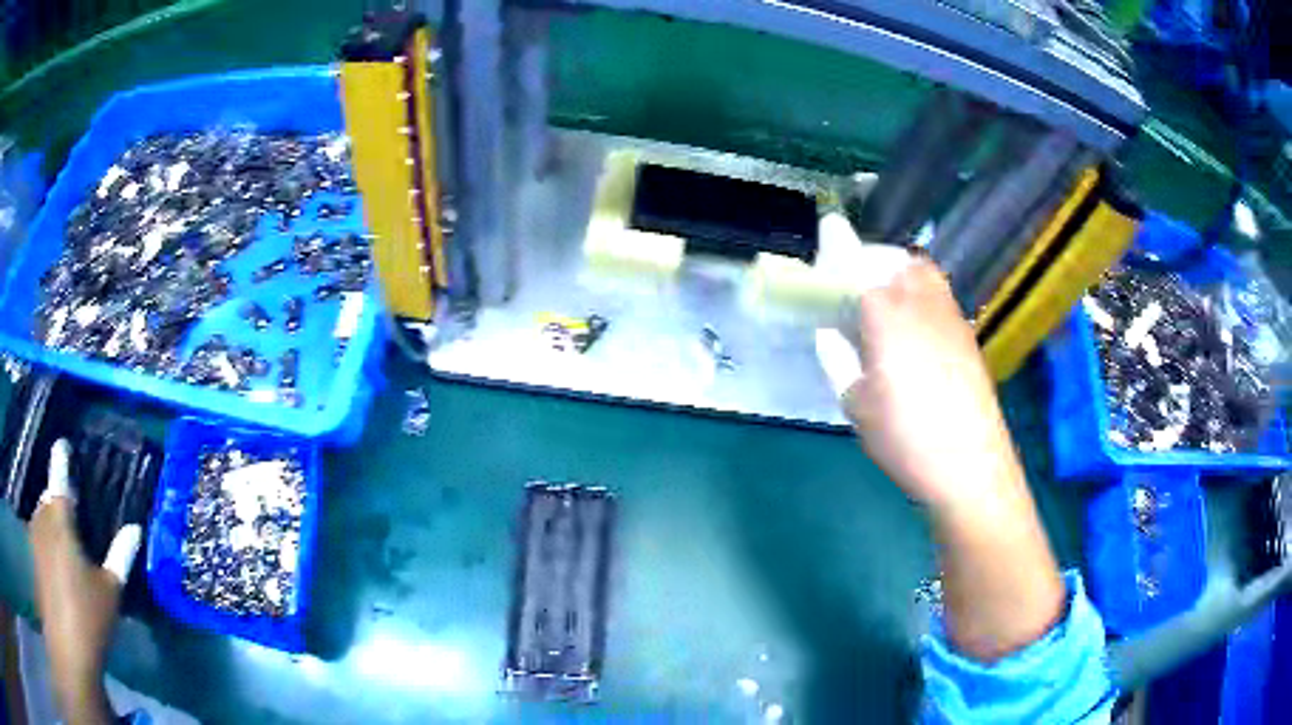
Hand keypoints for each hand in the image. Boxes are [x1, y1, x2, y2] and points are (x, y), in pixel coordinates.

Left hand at [30, 438, 140, 724]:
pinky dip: (45, 535)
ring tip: (63, 534)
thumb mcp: (109, 591)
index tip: (63, 444)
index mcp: (60, 518)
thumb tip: (136, 527)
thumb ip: (120, 556)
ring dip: (50, 518)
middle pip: (48, 497)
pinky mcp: (33, 555)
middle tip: (71, 509)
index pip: (59, 475)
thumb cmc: (87, 616)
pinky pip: (38, 533)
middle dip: (57, 498)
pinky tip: (54, 557)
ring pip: (41, 515)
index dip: (61, 457)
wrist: (67, 644)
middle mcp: (42, 518)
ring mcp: (34, 536)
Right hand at [841, 258, 1026, 512]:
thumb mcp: (856, 403)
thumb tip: (829, 334)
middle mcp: (920, 299)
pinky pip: (938, 294)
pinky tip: (912, 329)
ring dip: (897, 273)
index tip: (818, 271)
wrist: (970, 464)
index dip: (832, 264)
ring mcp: (949, 313)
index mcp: (885, 311)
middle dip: (867, 262)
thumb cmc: (905, 436)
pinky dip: (919, 294)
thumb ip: (838, 359)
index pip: (852, 268)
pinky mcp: (967, 333)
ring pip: (921, 271)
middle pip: (891, 258)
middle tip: (851, 288)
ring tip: (881, 304)